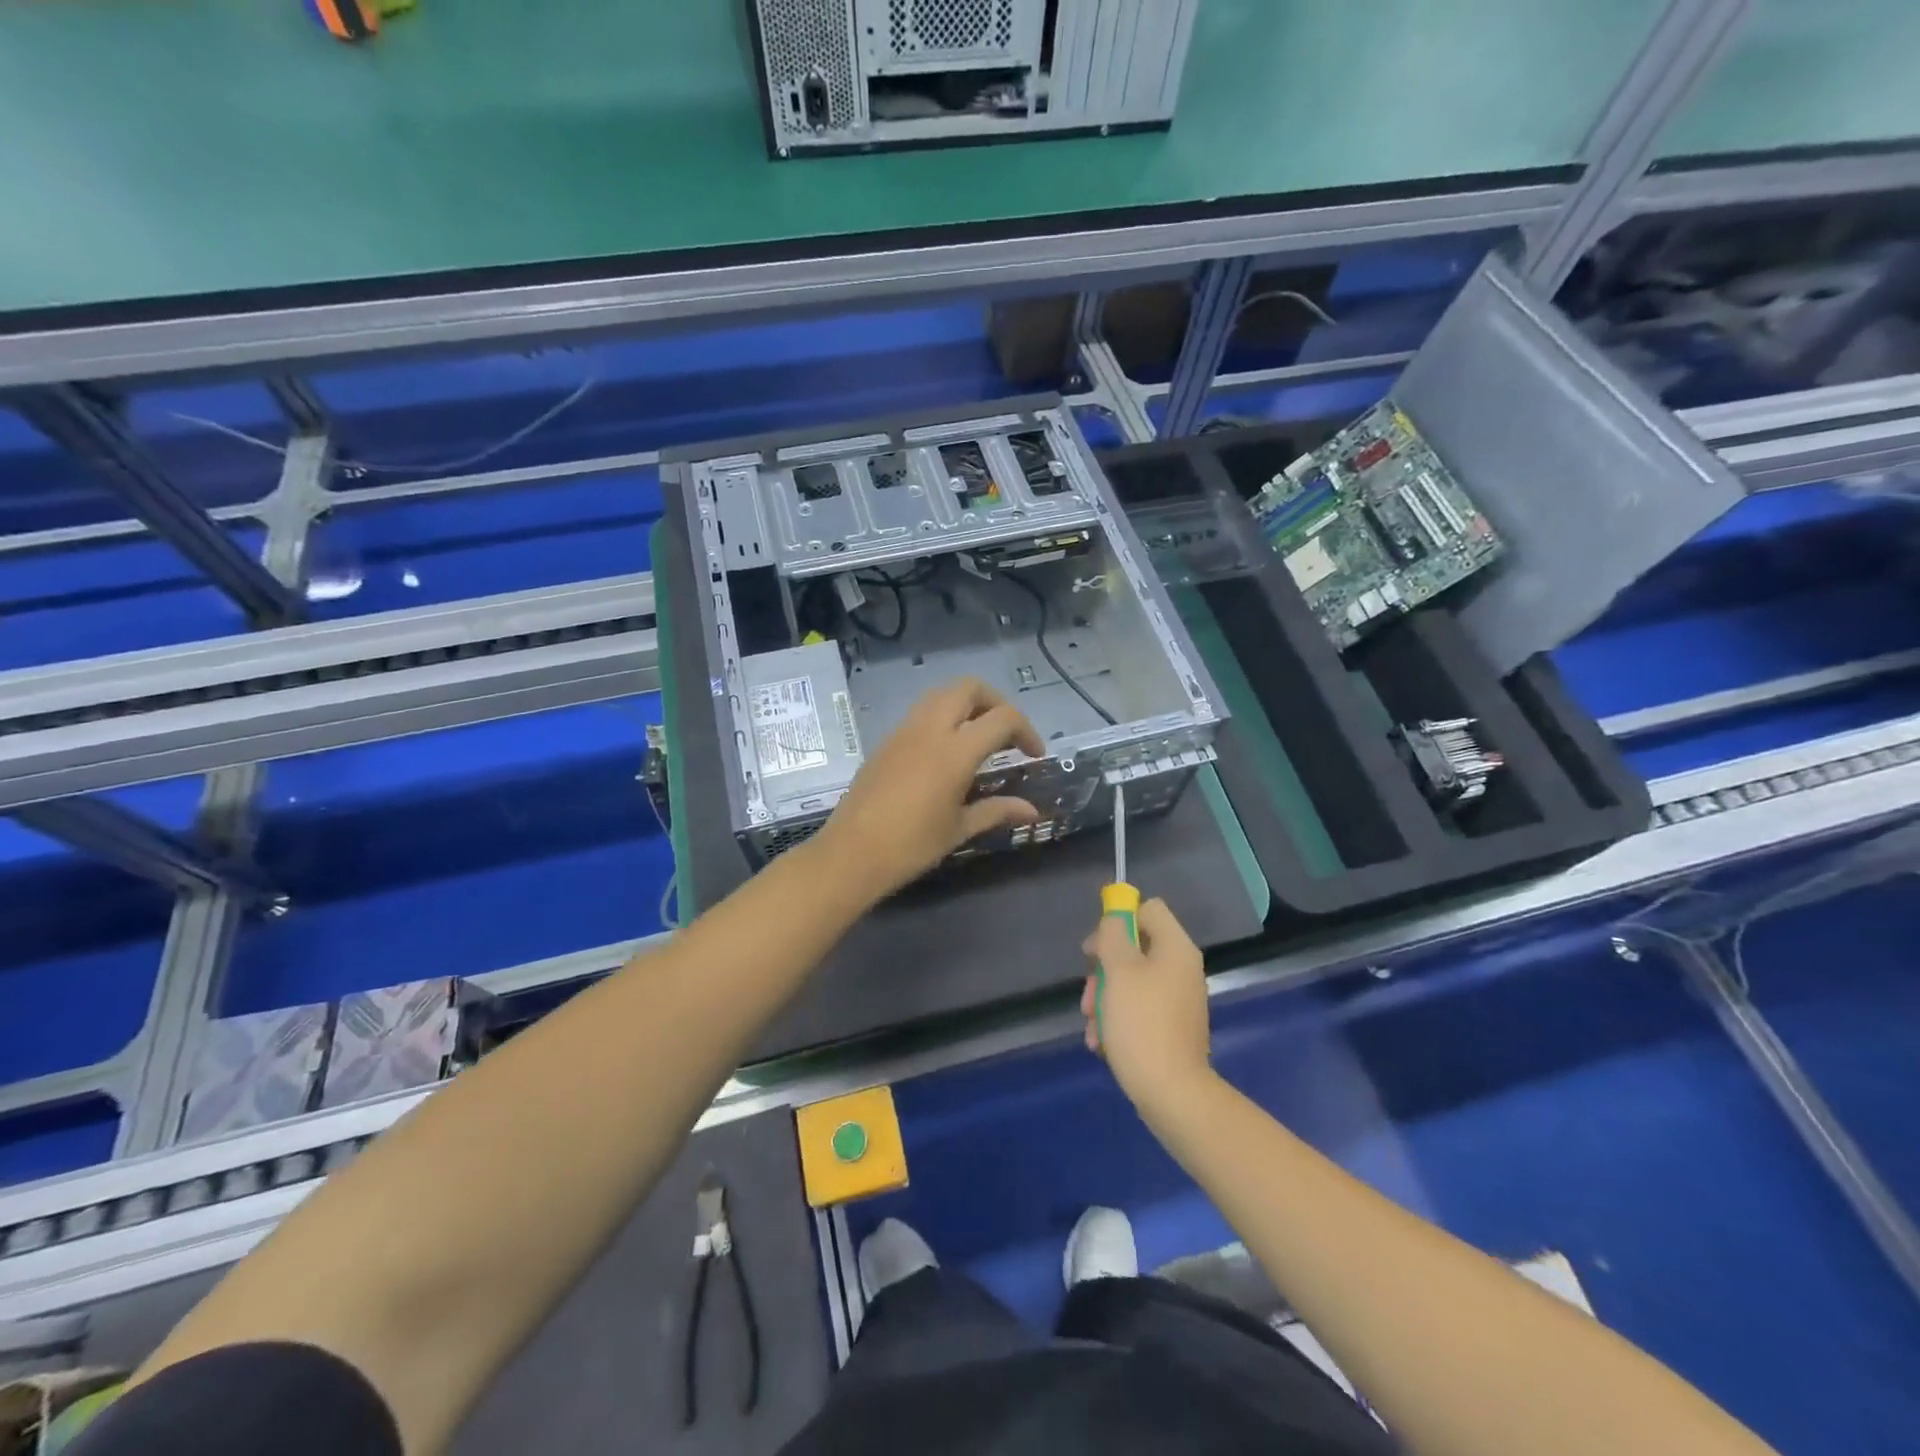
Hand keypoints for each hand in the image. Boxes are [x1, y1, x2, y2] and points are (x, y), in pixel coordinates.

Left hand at [814, 678, 1043, 904]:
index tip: (1033, 755)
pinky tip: (946, 753)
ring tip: (978, 739)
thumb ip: (997, 810)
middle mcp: (929, 729)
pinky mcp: (886, 741)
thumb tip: (1032, 810)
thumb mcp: (959, 829)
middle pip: (969, 688)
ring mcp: (903, 731)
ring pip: (941, 694)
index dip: (1026, 730)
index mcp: (954, 751)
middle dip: (995, 702)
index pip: (1002, 718)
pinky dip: (942, 718)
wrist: (851, 854)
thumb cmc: (911, 846)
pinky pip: (920, 713)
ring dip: (966, 705)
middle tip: (1006, 734)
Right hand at [1081, 898, 1212, 1109]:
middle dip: (1103, 970)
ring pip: (1130, 982)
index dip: (1118, 919)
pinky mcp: (1170, 1027)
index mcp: (1176, 948)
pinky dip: (1117, 1020)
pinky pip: (1138, 1009)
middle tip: (1088, 993)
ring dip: (1104, 999)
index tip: (1094, 948)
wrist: (1172, 1094)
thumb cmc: (1141, 1023)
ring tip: (1091, 1025)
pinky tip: (1101, 1042)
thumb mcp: (1118, 971)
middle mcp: (1181, 969)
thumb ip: (1113, 934)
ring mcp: (1177, 1000)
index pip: (1148, 909)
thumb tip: (1115, 918)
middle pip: (1134, 948)